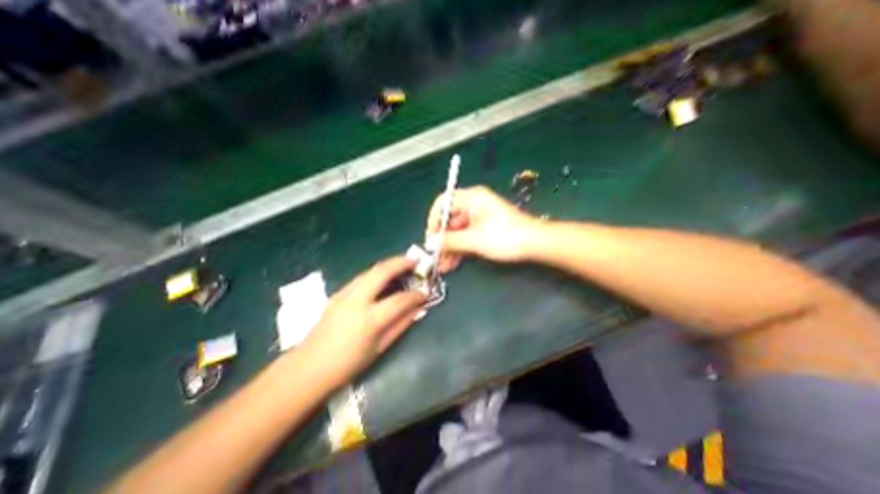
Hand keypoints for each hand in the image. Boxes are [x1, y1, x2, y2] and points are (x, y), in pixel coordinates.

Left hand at [301, 257, 427, 386]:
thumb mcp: (380, 348)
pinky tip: (384, 277)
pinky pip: (362, 277)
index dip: (416, 295)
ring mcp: (344, 294)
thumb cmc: (348, 364)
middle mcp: (356, 300)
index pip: (399, 300)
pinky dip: (377, 272)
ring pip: (370, 270)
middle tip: (415, 261)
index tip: (426, 293)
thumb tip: (418, 309)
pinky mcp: (338, 293)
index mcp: (369, 320)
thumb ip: (401, 324)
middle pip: (382, 272)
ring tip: (403, 264)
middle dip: (401, 263)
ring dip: (389, 264)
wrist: (309, 367)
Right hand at [424, 185, 539, 271]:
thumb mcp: (474, 240)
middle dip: (441, 239)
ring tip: (443, 266)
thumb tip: (430, 244)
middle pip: (449, 218)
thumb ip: (449, 241)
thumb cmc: (505, 236)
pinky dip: (460, 248)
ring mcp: (480, 217)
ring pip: (457, 230)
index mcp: (472, 198)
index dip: (433, 220)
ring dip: (450, 247)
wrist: (536, 244)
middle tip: (435, 256)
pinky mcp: (485, 228)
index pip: (443, 202)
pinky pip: (467, 236)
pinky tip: (453, 263)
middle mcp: (474, 204)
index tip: (430, 238)